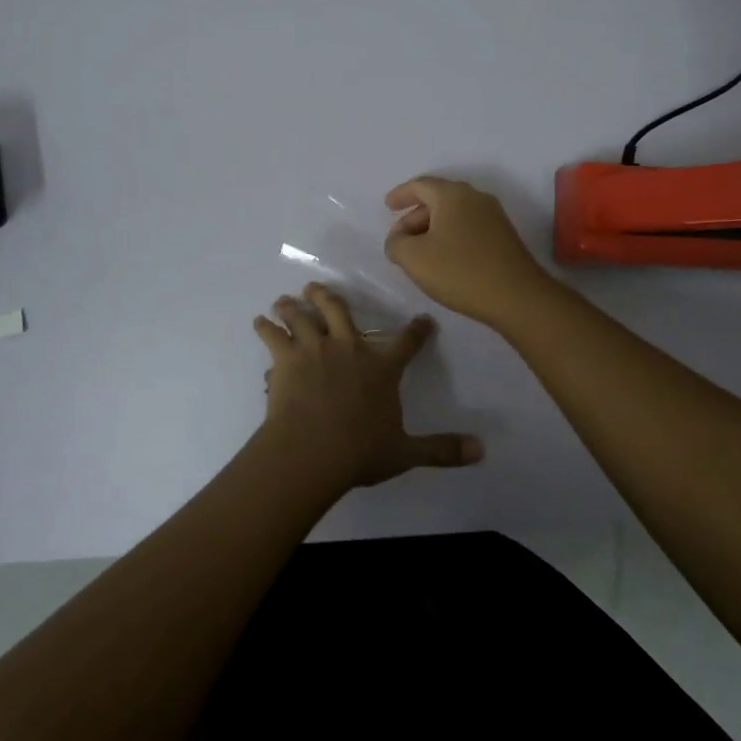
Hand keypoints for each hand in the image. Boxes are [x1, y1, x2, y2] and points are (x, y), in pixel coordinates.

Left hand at [254, 284, 482, 493]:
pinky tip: (259, 322)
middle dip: (328, 297)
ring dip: (293, 306)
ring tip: (284, 299)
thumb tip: (481, 450)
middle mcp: (349, 347)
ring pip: (303, 316)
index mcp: (381, 367)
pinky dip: (265, 327)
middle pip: (339, 310)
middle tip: (316, 287)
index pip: (406, 343)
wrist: (312, 451)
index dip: (417, 331)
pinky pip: (273, 336)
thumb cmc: (360, 451)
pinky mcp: (286, 358)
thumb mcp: (406, 452)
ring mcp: (315, 349)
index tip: (422, 321)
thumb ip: (441, 449)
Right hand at [384, 176, 558, 327]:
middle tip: (399, 239)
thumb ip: (396, 244)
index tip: (387, 206)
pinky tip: (443, 260)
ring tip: (418, 253)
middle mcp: (475, 197)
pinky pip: (468, 227)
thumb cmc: (460, 271)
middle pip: (437, 199)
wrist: (517, 297)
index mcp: (452, 195)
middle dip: (414, 217)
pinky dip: (450, 236)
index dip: (400, 194)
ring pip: (454, 215)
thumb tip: (397, 240)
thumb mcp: (414, 258)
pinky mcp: (504, 236)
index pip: (420, 185)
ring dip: (432, 229)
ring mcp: (493, 216)